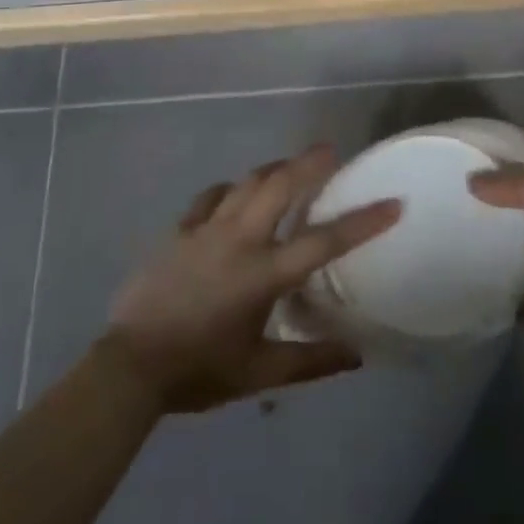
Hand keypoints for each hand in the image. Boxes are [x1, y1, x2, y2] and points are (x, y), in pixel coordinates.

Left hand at [105, 145, 399, 413]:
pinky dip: (229, 190)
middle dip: (309, 163)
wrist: (130, 367)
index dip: (363, 222)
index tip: (393, 202)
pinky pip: (210, 197)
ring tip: (289, 167)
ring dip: (272, 170)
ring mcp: (206, 230)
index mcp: (264, 274)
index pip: (324, 241)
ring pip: (246, 183)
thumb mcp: (260, 373)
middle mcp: (239, 240)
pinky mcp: (180, 231)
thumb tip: (357, 355)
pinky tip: (234, 194)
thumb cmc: (199, 369)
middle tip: (330, 150)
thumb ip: (311, 362)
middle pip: (280, 186)